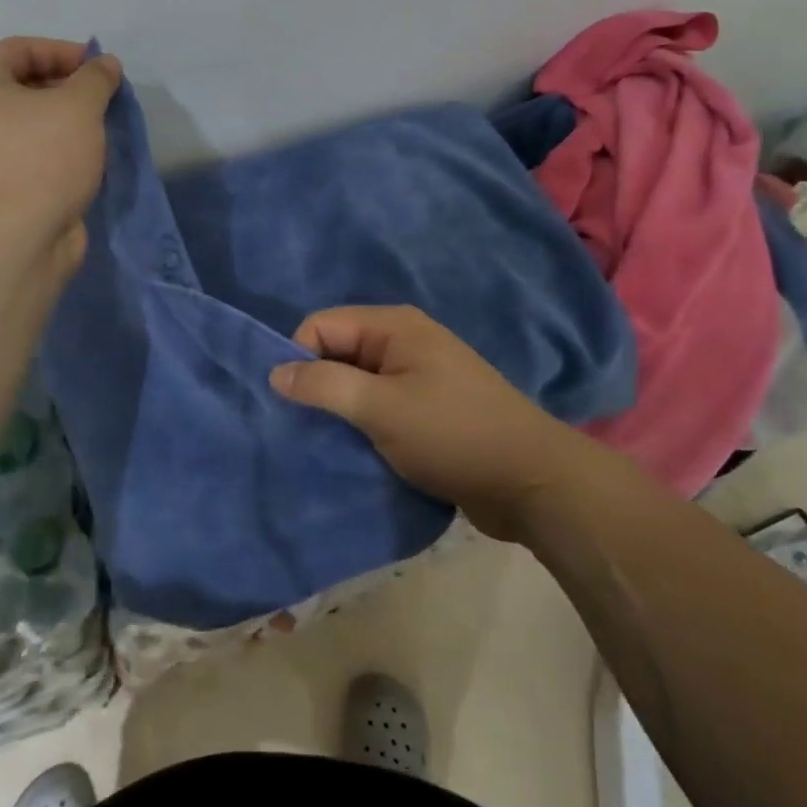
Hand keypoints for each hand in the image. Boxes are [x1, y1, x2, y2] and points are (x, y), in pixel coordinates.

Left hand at [0, 37, 121, 267]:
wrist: (16, 240)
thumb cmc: (41, 158)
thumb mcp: (78, 106)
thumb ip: (95, 78)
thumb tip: (105, 65)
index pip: (19, 49)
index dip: (63, 51)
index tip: (100, 68)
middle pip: (22, 84)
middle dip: (67, 86)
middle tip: (104, 98)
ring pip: (30, 122)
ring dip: (67, 119)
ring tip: (100, 127)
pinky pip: (32, 152)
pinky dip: (59, 148)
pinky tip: (87, 157)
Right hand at [269, 306, 567, 540]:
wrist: (532, 482)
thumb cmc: (453, 434)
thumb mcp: (381, 408)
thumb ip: (325, 385)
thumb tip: (275, 372)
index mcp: (393, 326)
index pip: (321, 325)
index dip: (298, 358)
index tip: (288, 404)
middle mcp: (403, 341)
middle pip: (338, 351)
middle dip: (315, 385)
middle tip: (298, 428)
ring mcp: (417, 375)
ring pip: (356, 382)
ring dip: (337, 409)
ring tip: (321, 442)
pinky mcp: (426, 408)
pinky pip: (377, 405)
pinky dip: (360, 424)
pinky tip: (351, 450)